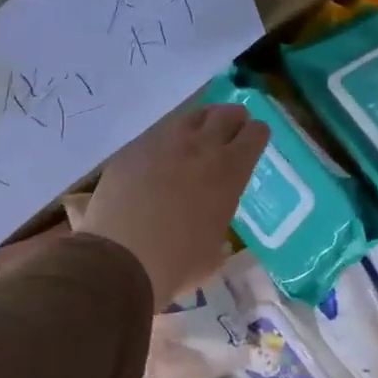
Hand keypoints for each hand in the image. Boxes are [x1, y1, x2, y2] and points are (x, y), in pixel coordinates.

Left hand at [81, 104, 268, 306]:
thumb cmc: (178, 263)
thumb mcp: (215, 250)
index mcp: (230, 171)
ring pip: (191, 117)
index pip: (254, 134)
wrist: (121, 259)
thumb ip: (219, 225)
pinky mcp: (133, 150)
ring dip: (202, 123)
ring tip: (199, 136)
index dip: (257, 134)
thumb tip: (216, 229)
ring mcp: (163, 144)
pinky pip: (158, 136)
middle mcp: (200, 148)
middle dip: (234, 119)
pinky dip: (167, 142)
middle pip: (225, 114)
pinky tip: (161, 159)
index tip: (255, 140)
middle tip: (233, 129)